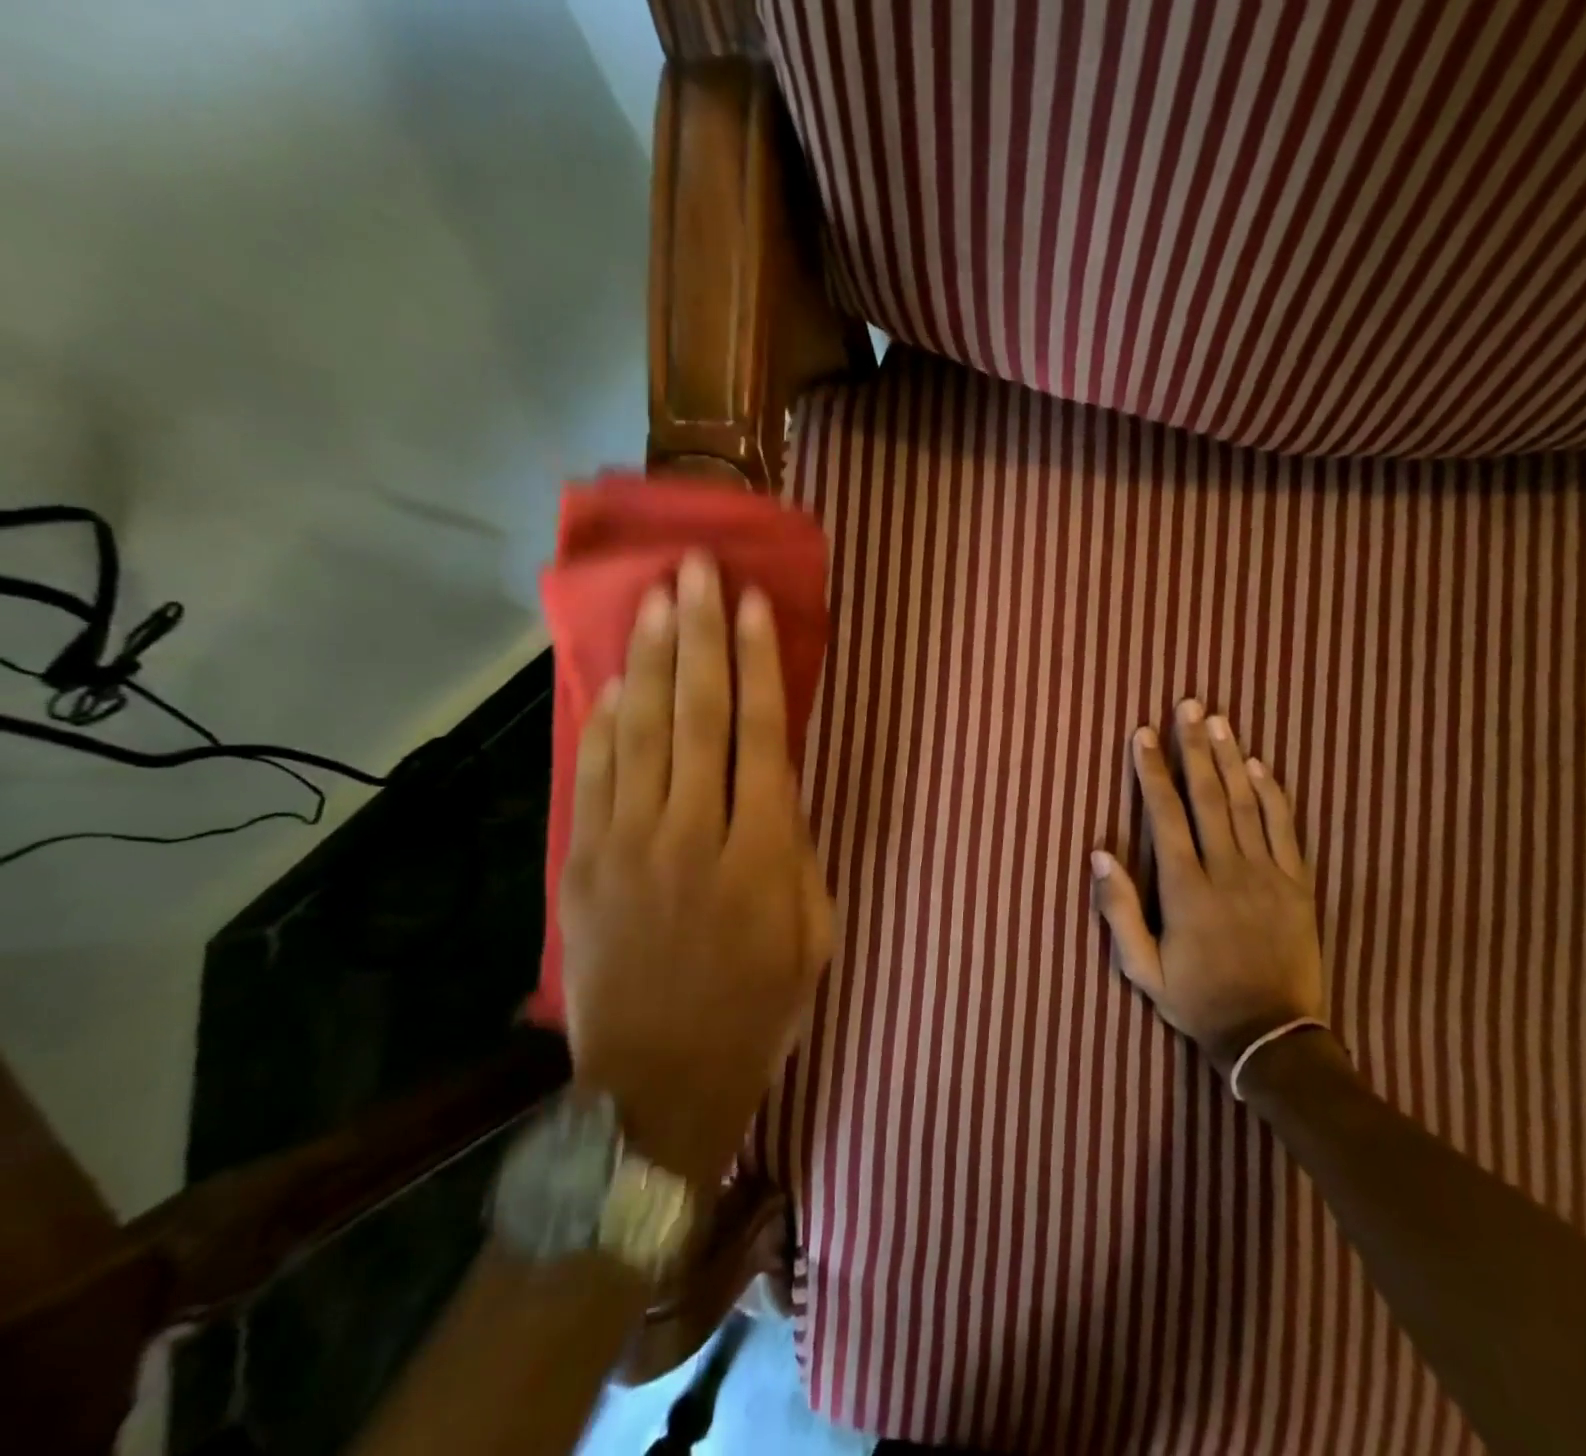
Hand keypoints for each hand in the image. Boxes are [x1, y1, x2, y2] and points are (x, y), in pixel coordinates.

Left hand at [559, 553, 834, 1187]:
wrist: (658, 1085)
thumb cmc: (757, 1010)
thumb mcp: (814, 936)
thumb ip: (801, 853)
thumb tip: (780, 787)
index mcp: (762, 854)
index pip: (762, 736)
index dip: (760, 664)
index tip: (753, 606)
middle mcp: (694, 834)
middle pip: (699, 715)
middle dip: (701, 636)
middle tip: (696, 570)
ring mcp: (630, 846)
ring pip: (643, 732)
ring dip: (653, 660)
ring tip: (659, 600)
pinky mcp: (585, 865)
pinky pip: (596, 776)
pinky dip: (606, 721)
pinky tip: (618, 677)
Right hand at [1091, 700, 1327, 1071]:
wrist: (1271, 1037)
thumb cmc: (1198, 1001)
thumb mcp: (1143, 970)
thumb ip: (1118, 912)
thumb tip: (1099, 854)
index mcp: (1185, 890)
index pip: (1165, 816)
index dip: (1151, 771)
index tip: (1142, 734)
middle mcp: (1226, 871)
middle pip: (1208, 796)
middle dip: (1194, 747)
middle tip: (1187, 705)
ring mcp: (1267, 876)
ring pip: (1246, 804)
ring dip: (1230, 757)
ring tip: (1218, 719)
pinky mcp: (1297, 885)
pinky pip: (1284, 829)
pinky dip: (1272, 794)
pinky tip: (1260, 765)